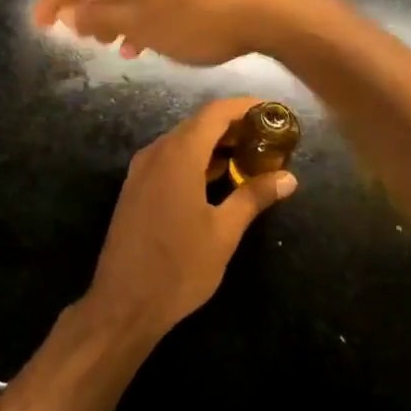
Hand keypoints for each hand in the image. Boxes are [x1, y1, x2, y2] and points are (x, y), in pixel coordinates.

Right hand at [33, 0, 314, 66]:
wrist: (272, 9)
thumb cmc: (197, 16)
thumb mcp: (140, 23)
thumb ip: (98, 17)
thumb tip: (70, 14)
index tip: (39, 25)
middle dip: (88, 4)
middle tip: (75, 34)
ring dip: (117, 10)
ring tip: (111, 45)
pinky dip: (144, 5)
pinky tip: (146, 37)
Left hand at [83, 96, 298, 339]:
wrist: (122, 304)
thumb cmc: (178, 268)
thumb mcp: (223, 233)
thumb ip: (254, 197)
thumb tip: (288, 178)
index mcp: (178, 156)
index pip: (215, 113)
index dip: (245, 106)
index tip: (273, 111)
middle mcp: (156, 152)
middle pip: (198, 123)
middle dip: (233, 125)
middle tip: (267, 138)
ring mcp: (141, 170)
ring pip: (182, 141)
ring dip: (214, 143)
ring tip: (248, 157)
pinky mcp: (135, 188)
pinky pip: (169, 158)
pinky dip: (195, 159)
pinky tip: (216, 178)